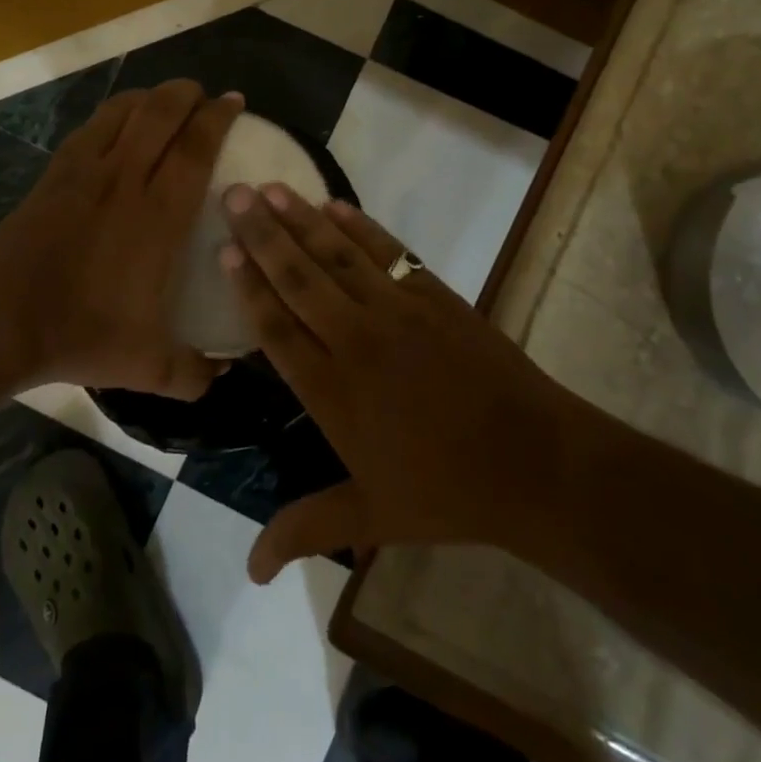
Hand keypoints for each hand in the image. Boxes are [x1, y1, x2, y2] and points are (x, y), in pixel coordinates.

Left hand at [0, 80, 241, 399]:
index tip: (234, 102)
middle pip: (162, 112)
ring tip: (167, 101)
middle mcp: (125, 179)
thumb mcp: (148, 366)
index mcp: (158, 216)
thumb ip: (194, 372)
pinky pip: (93, 126)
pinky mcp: (56, 172)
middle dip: (188, 93)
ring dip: (152, 96)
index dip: (219, 117)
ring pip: (125, 110)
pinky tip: (121, 123)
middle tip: (205, 97)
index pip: (196, 147)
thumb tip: (223, 373)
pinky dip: (116, 112)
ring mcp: (86, 171)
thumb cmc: (79, 335)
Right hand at [220, 184, 583, 581]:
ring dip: (301, 219)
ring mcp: (397, 311)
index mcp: (332, 391)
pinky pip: (387, 251)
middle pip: (298, 278)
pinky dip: (359, 226)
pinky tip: (333, 205)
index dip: (248, 286)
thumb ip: (305, 529)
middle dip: (262, 234)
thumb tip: (247, 573)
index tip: (224, 248)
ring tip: (270, 187)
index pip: (276, 327)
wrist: (536, 464)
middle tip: (231, 194)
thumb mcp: (371, 517)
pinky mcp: (434, 295)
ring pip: (337, 255)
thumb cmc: (446, 492)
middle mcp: (355, 340)